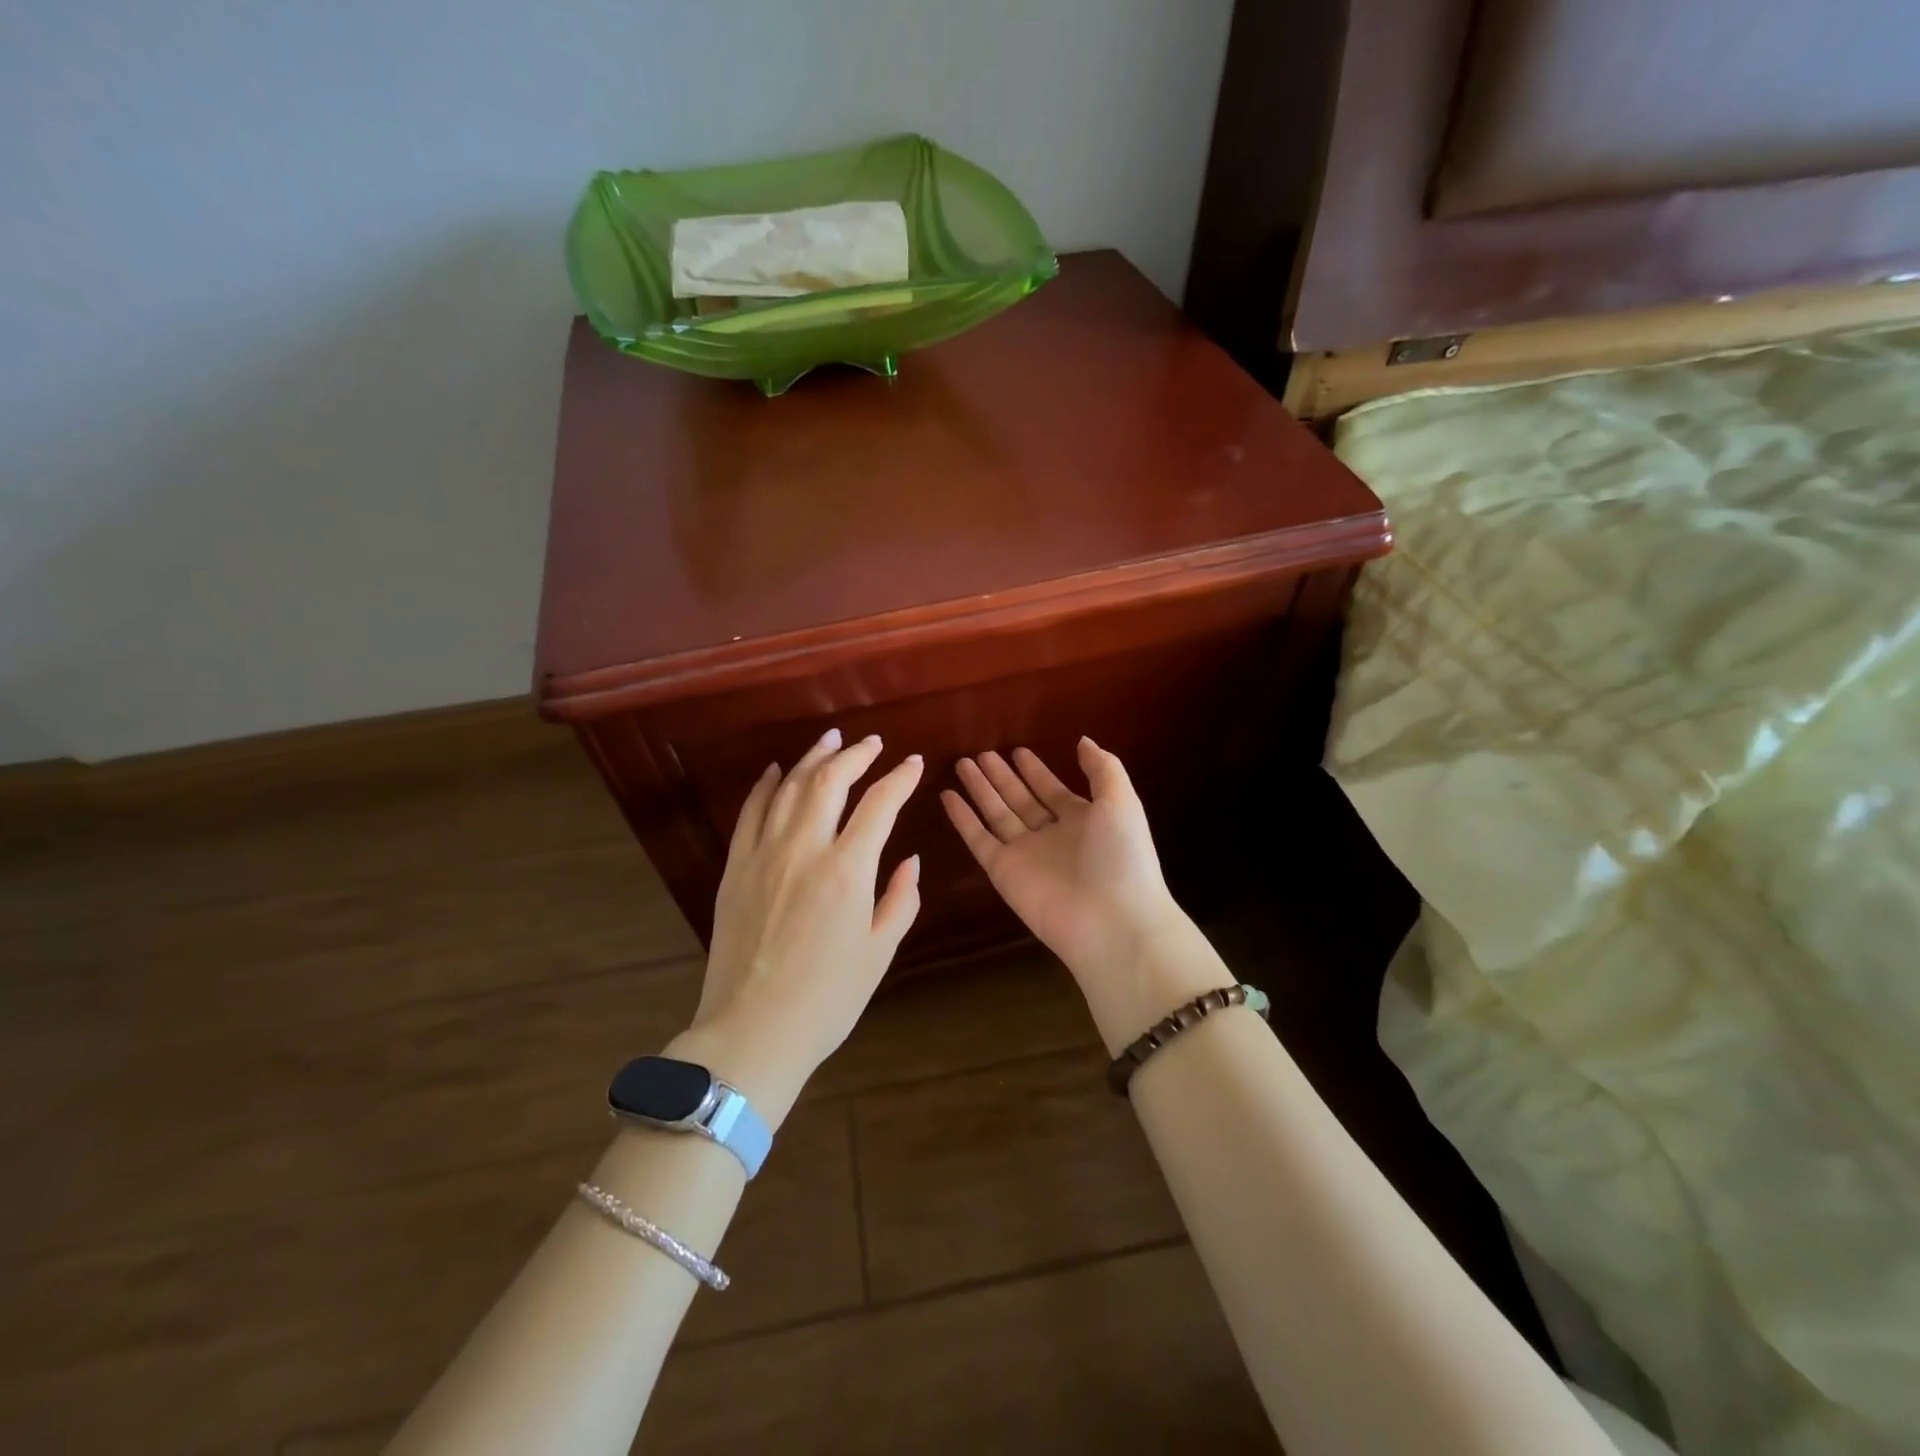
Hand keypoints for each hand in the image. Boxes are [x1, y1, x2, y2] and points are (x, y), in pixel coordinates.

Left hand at [675, 728, 922, 1127]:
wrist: (753, 1031)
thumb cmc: (828, 999)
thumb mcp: (880, 952)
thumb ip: (901, 899)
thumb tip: (909, 860)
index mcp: (847, 871)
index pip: (879, 805)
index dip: (900, 778)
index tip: (914, 764)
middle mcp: (804, 850)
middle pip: (830, 781)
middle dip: (855, 755)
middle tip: (871, 743)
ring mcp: (763, 855)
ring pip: (788, 788)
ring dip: (812, 759)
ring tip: (830, 740)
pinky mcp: (735, 868)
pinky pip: (750, 813)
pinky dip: (764, 786)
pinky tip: (775, 771)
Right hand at [939, 739, 1180, 979]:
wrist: (1112, 922)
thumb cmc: (1121, 857)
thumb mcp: (1121, 802)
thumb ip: (1103, 769)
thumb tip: (1082, 741)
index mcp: (1082, 820)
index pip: (1052, 790)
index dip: (1036, 771)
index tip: (1017, 750)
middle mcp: (1052, 835)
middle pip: (1020, 799)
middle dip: (1002, 776)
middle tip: (980, 753)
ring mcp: (1025, 853)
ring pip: (996, 814)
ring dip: (980, 789)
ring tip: (962, 763)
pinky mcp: (1002, 871)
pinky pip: (978, 839)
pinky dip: (962, 818)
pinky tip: (947, 795)